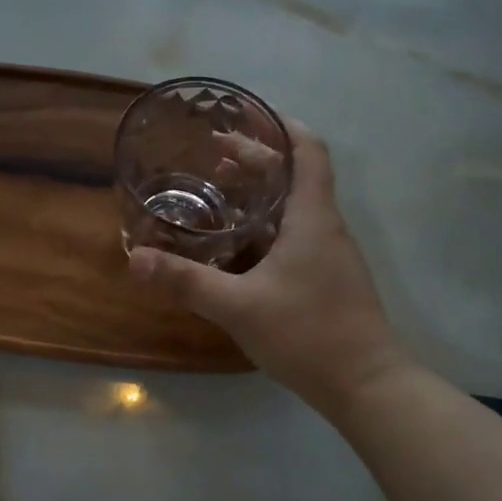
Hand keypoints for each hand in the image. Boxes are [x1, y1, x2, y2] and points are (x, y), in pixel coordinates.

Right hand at [129, 120, 406, 417]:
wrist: (366, 386)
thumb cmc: (307, 334)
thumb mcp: (238, 307)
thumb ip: (186, 281)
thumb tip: (135, 259)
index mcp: (312, 218)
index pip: (308, 150)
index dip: (281, 125)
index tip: (248, 114)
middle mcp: (326, 227)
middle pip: (296, 175)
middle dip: (257, 160)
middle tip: (213, 154)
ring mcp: (330, 255)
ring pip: (295, 207)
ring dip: (261, 194)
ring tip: (219, 193)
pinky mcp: (328, 279)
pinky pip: (296, 235)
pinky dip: (267, 226)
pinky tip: (238, 247)